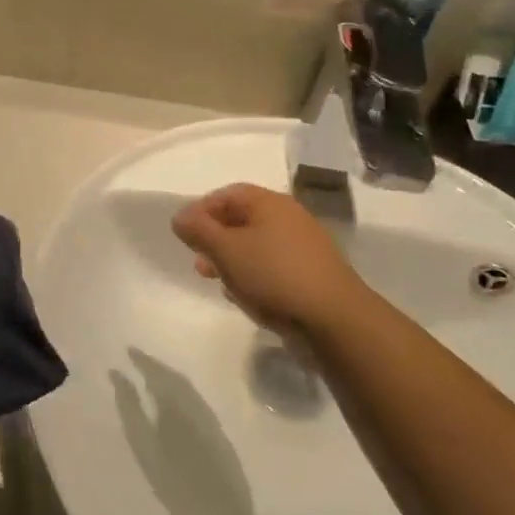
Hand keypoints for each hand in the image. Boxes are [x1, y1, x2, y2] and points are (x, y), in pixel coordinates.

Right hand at [171, 184, 371, 336]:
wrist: (334, 320)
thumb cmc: (273, 275)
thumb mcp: (225, 249)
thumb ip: (199, 230)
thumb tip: (180, 216)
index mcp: (270, 203)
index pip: (228, 194)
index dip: (201, 209)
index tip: (183, 233)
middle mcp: (290, 219)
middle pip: (242, 219)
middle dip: (214, 238)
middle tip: (197, 259)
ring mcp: (303, 248)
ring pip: (256, 246)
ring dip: (231, 259)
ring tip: (215, 280)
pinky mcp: (310, 276)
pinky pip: (272, 267)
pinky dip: (252, 275)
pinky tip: (243, 295)